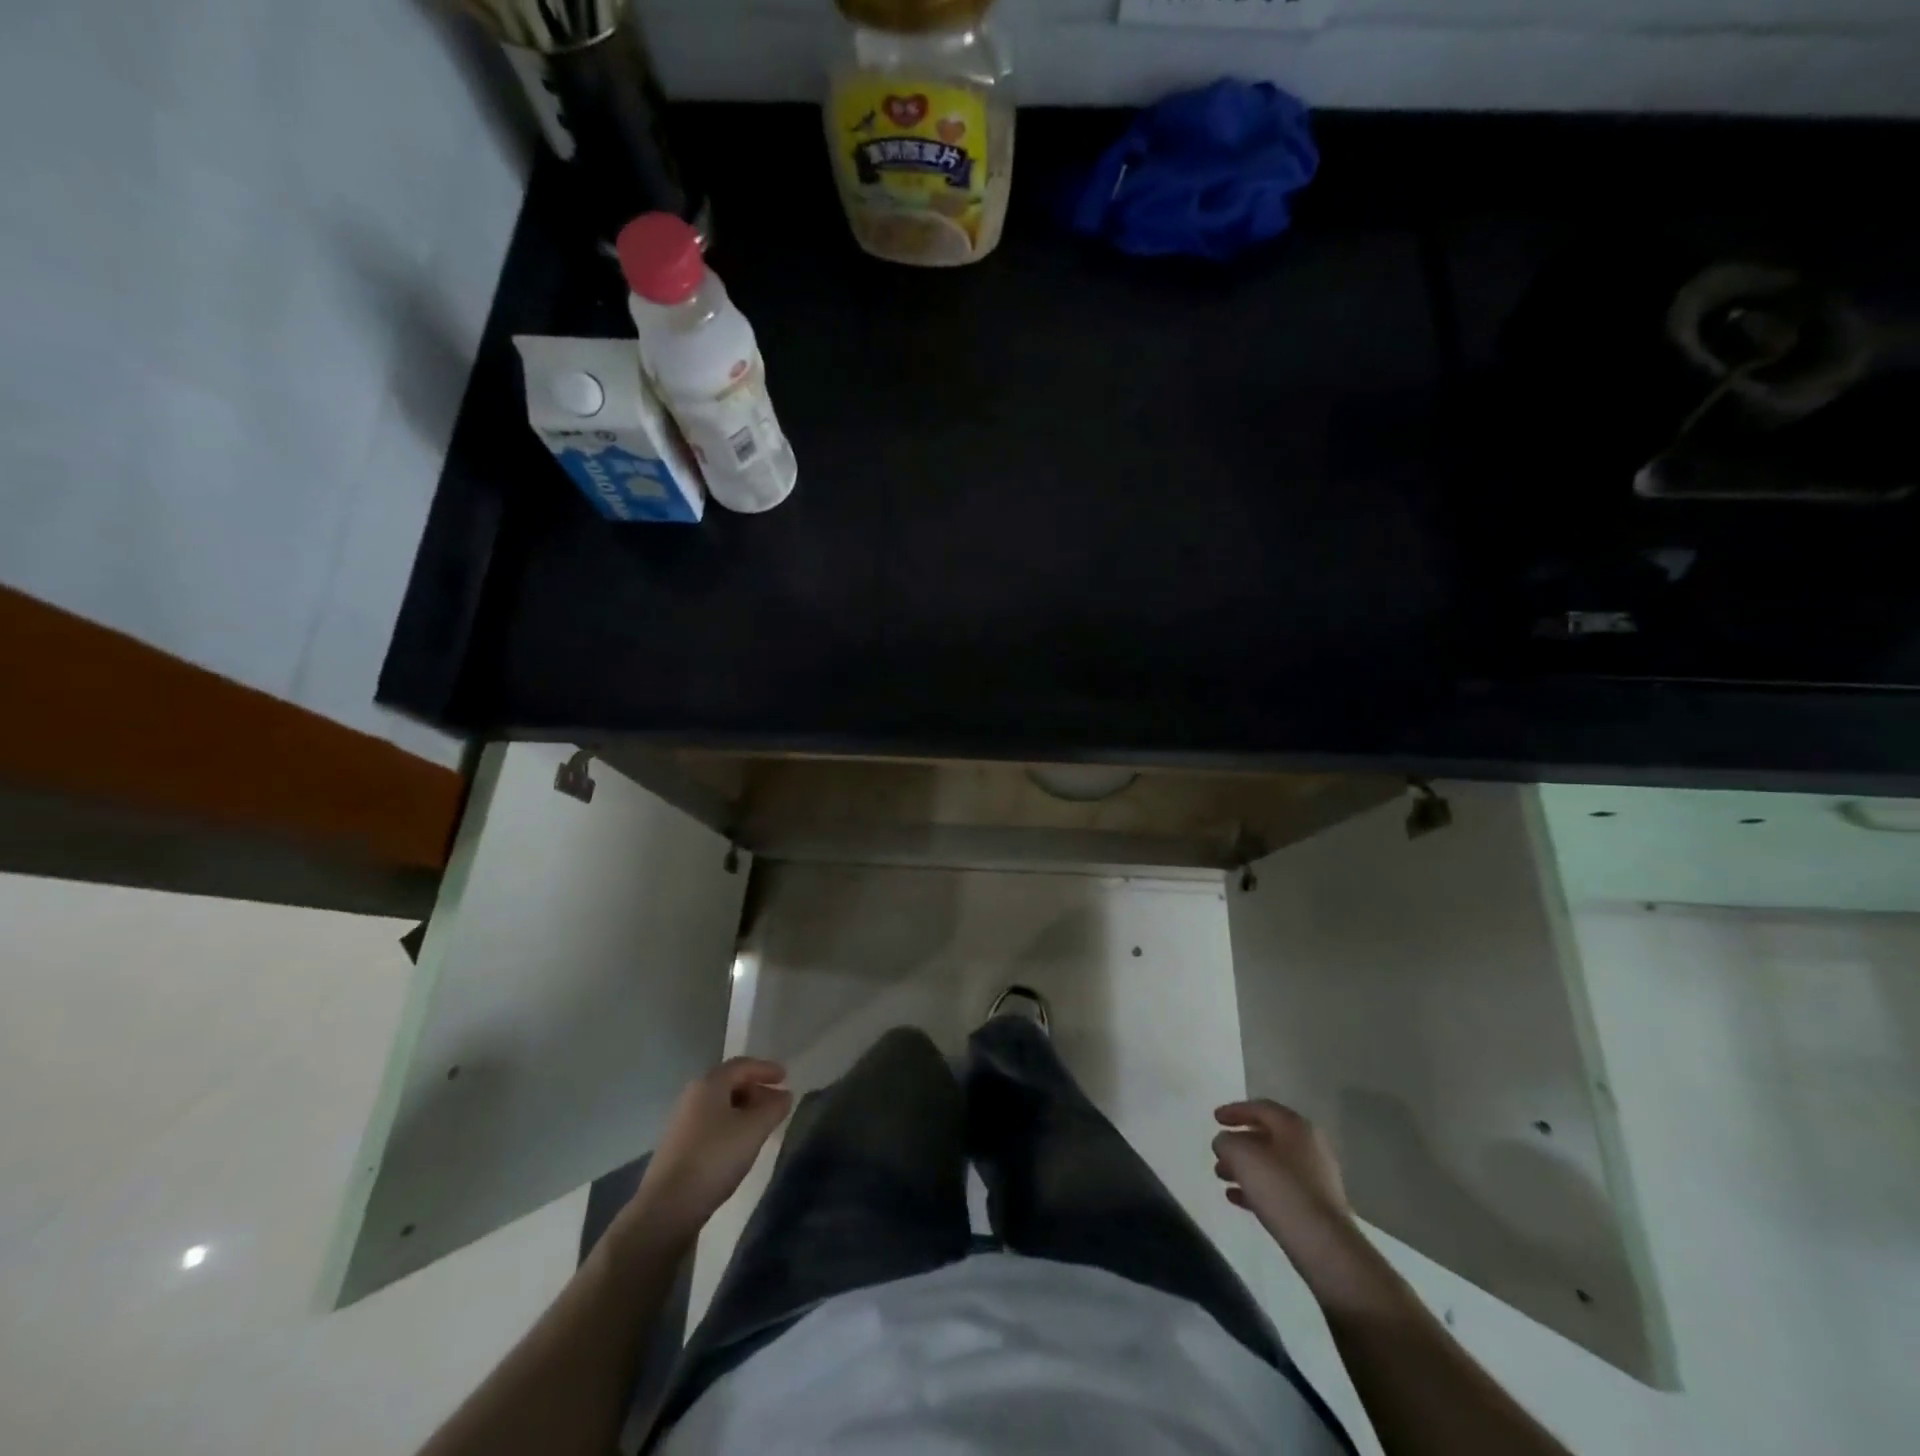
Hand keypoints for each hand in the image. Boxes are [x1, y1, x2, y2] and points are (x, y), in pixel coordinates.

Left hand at [629, 1058, 791, 1241]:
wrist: (667, 1207)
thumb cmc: (715, 1157)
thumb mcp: (754, 1129)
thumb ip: (774, 1107)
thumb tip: (784, 1095)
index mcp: (709, 1084)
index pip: (742, 1065)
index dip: (766, 1068)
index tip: (786, 1077)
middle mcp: (693, 1096)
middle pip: (730, 1083)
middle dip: (756, 1089)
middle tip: (777, 1103)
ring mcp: (682, 1122)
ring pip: (720, 1105)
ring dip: (744, 1109)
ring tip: (763, 1125)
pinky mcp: (679, 1147)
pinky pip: (711, 1124)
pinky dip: (731, 1125)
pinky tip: (740, 1144)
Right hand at [1212, 1098, 1351, 1249]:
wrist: (1323, 1245)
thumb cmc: (1280, 1189)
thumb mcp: (1241, 1155)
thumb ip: (1226, 1141)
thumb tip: (1225, 1143)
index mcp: (1295, 1126)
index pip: (1260, 1108)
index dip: (1234, 1110)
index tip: (1214, 1119)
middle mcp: (1309, 1146)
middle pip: (1267, 1136)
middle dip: (1238, 1143)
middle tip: (1218, 1151)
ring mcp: (1316, 1178)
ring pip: (1272, 1164)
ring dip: (1245, 1167)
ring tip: (1221, 1176)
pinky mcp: (1316, 1206)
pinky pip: (1280, 1188)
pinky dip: (1257, 1188)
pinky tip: (1236, 1198)